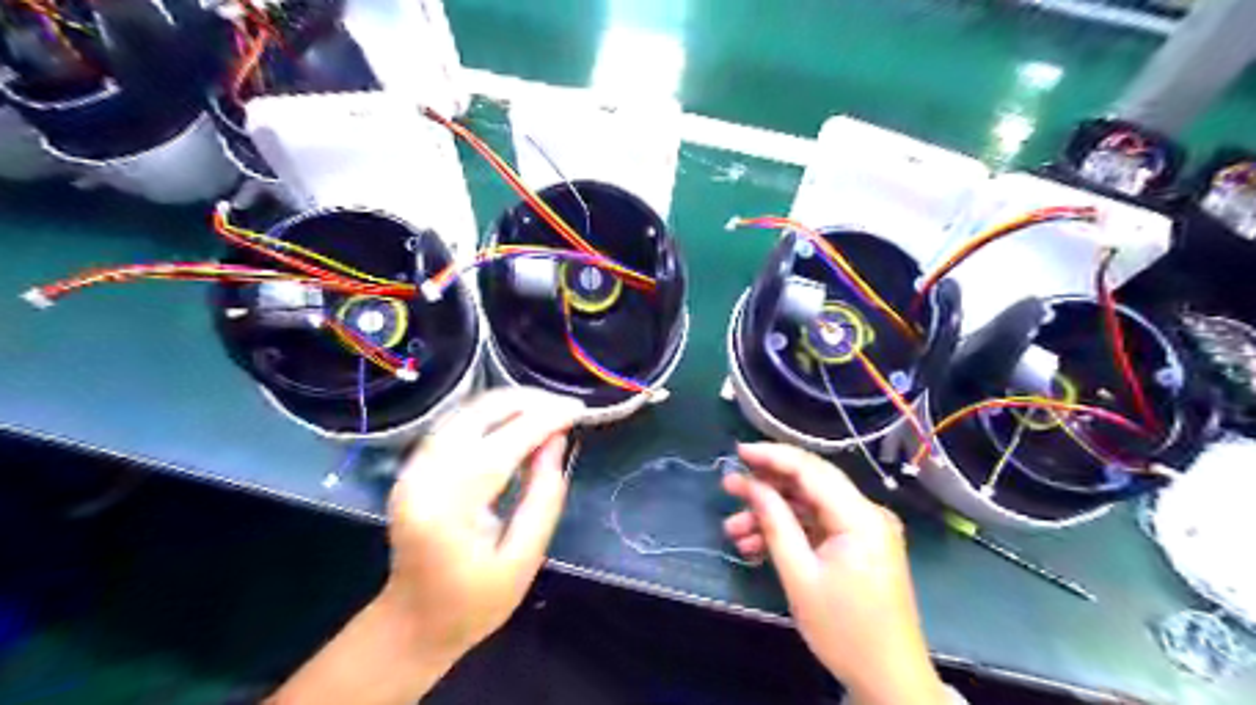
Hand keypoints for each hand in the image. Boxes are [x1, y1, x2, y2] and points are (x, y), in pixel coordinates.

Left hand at [384, 385, 585, 655]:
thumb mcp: (523, 559)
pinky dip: (490, 414)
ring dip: (510, 403)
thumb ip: (544, 496)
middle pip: (477, 415)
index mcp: (448, 509)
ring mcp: (411, 470)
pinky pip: (456, 423)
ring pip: (465, 412)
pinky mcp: (413, 467)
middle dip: (527, 402)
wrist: (413, 623)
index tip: (578, 409)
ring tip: (549, 410)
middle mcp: (422, 478)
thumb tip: (558, 439)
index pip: (502, 445)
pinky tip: (517, 420)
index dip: (543, 420)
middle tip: (566, 407)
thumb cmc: (474, 602)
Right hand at [722, 445, 948, 704]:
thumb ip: (775, 522)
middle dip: (766, 486)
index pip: (811, 469)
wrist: (889, 681)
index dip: (772, 456)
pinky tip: (757, 545)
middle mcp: (867, 514)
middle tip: (728, 489)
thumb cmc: (844, 631)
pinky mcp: (859, 545)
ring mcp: (865, 530)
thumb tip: (752, 485)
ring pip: (810, 507)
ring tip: (734, 530)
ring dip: (773, 514)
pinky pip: (819, 526)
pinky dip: (790, 531)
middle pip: (810, 484)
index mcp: (860, 517)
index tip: (737, 453)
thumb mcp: (800, 575)